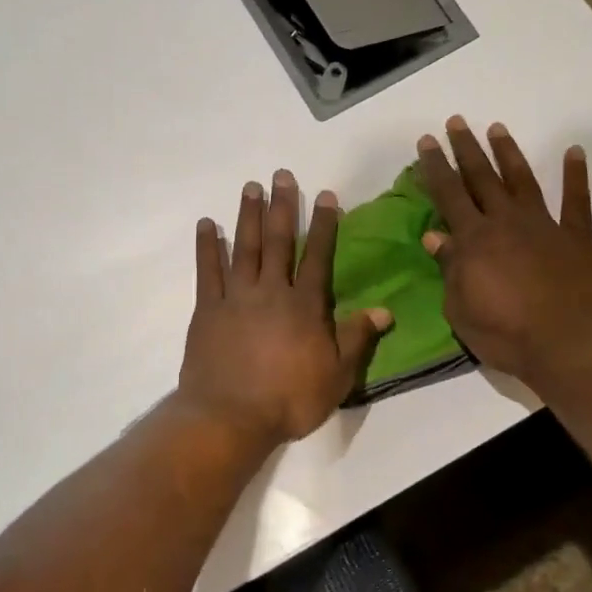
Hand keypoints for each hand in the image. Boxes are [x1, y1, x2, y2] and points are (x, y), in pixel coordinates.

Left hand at [177, 170, 391, 446]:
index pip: (319, 256)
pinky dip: (207, 246)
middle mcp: (271, 291)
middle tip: (281, 175)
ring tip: (250, 187)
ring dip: (248, 216)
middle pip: (279, 241)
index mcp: (304, 305)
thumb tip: (384, 310)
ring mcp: (235, 297)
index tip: (326, 195)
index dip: (325, 225)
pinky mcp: (207, 309)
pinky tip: (207, 225)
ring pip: (244, 248)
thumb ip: (356, 338)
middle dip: (283, 206)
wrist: (230, 417)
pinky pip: (207, 271)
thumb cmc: (289, 399)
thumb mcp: (336, 376)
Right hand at [415, 117, 591, 390]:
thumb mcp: (461, 310)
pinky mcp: (576, 237)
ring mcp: (544, 226)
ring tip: (497, 128)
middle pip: (481, 178)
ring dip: (508, 153)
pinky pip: (576, 200)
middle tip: (456, 122)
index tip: (426, 142)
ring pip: (522, 180)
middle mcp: (506, 222)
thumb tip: (435, 236)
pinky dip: (575, 175)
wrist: (571, 346)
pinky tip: (574, 152)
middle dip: (465, 149)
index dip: (435, 167)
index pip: (448, 195)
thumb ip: (449, 269)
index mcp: (474, 241)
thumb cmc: (507, 335)